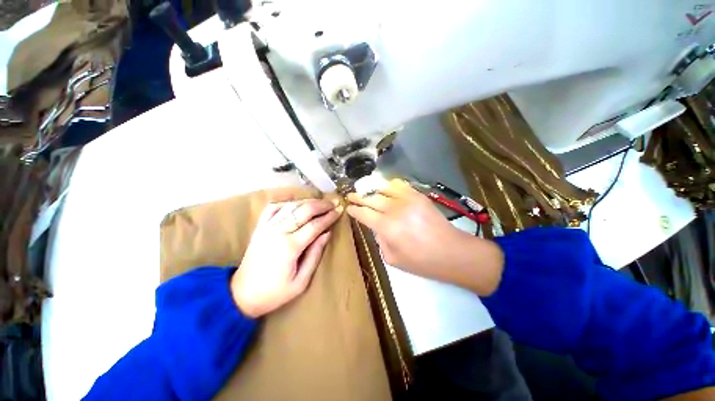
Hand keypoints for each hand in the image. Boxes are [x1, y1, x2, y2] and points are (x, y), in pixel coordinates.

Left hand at [231, 198, 341, 316]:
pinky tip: (296, 203)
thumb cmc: (274, 293)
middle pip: (304, 210)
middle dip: (321, 205)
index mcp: (290, 247)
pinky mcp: (259, 227)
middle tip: (334, 203)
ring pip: (291, 206)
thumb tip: (327, 233)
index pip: (315, 225)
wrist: (241, 295)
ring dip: (308, 201)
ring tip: (320, 202)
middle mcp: (278, 232)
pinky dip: (286, 202)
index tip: (340, 210)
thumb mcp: (301, 282)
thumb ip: (315, 255)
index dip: (329, 217)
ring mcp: (267, 227)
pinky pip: (273, 207)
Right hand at [347, 179, 503, 295]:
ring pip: (383, 188)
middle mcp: (395, 210)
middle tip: (350, 195)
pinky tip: (385, 187)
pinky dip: (389, 184)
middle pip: (371, 198)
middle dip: (358, 197)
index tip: (349, 208)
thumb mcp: (393, 259)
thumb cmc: (422, 262)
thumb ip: (380, 240)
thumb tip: (376, 226)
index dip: (354, 210)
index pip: (364, 213)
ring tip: (364, 189)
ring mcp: (408, 199)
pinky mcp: (419, 196)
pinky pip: (400, 185)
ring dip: (371, 188)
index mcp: (387, 227)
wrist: (452, 253)